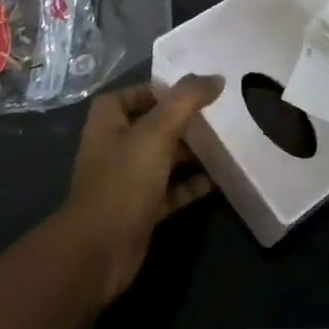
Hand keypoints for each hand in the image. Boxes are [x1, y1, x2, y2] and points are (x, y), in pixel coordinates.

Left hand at [59, 76, 224, 304]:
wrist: (99, 250)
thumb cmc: (123, 180)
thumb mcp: (156, 132)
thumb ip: (186, 100)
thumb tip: (215, 78)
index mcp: (109, 120)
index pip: (138, 92)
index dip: (165, 89)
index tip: (199, 91)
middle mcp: (116, 145)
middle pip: (156, 124)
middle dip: (186, 121)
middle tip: (223, 117)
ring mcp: (128, 178)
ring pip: (166, 157)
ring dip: (193, 153)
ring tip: (229, 145)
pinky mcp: (142, 207)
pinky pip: (172, 189)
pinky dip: (193, 184)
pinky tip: (221, 180)